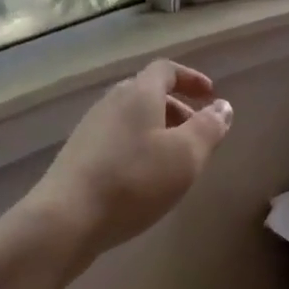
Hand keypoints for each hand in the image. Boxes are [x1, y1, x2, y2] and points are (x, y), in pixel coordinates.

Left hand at [28, 59, 233, 266]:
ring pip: (132, 118)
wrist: (65, 219)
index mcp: (138, 93)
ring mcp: (91, 128)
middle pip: (148, 93)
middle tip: (197, 134)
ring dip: (158, 131)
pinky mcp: (78, 156)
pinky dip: (138, 148)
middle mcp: (112, 102)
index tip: (210, 95)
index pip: (166, 69)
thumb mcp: (186, 156)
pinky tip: (144, 181)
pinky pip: (117, 140)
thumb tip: (223, 106)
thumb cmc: (133, 180)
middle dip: (177, 109)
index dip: (191, 78)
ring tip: (174, 162)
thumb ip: (209, 128)